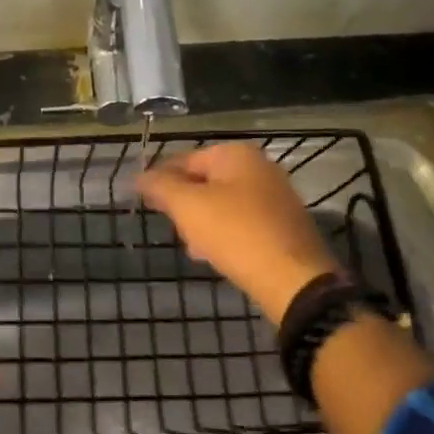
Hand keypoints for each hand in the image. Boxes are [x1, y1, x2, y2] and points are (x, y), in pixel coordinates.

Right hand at [137, 142, 343, 323]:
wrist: (295, 280)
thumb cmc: (236, 233)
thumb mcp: (188, 206)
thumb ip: (160, 186)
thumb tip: (139, 176)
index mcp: (235, 154)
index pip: (184, 159)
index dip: (160, 179)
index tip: (144, 202)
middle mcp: (258, 167)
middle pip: (204, 181)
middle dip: (184, 205)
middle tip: (173, 229)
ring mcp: (275, 195)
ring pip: (223, 203)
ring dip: (202, 223)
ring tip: (193, 249)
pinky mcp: (283, 225)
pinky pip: (242, 222)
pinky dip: (225, 234)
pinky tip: (216, 256)